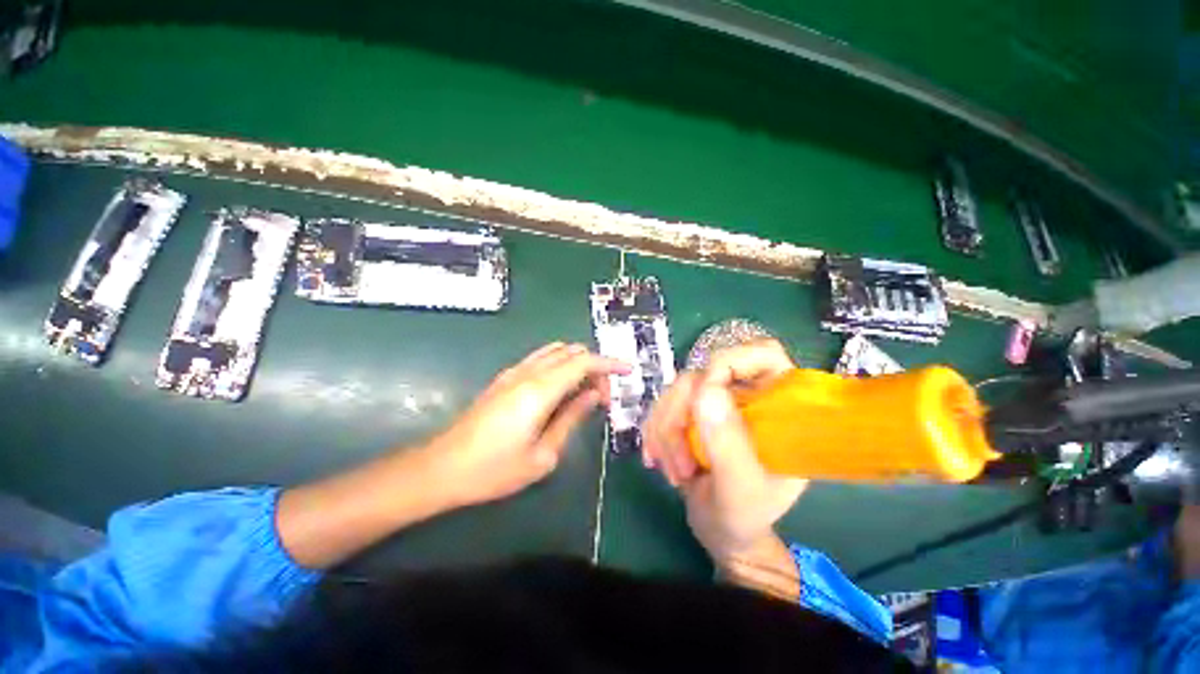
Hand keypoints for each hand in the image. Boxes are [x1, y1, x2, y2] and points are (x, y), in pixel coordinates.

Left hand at [429, 342, 629, 507]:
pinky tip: (561, 389)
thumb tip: (593, 395)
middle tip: (603, 395)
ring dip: (577, 363)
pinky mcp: (505, 378)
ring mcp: (514, 372)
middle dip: (594, 366)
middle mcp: (528, 372)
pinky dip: (560, 365)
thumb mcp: (543, 454)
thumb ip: (571, 418)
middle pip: (572, 352)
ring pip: (556, 351)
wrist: (442, 468)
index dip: (609, 363)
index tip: (628, 371)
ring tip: (585, 390)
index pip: (584, 362)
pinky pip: (541, 359)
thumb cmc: (494, 470)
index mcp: (540, 390)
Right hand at [643, 339, 807, 564]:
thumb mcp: (741, 489)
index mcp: (779, 405)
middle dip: (680, 418)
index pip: (762, 354)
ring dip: (664, 431)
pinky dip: (654, 432)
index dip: (728, 363)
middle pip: (702, 375)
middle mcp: (747, 394)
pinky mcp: (692, 412)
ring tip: (673, 472)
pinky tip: (656, 460)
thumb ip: (727, 444)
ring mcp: (716, 402)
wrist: (721, 530)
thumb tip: (705, 389)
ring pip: (676, 391)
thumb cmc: (744, 516)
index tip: (701, 397)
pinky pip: (663, 405)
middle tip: (679, 465)